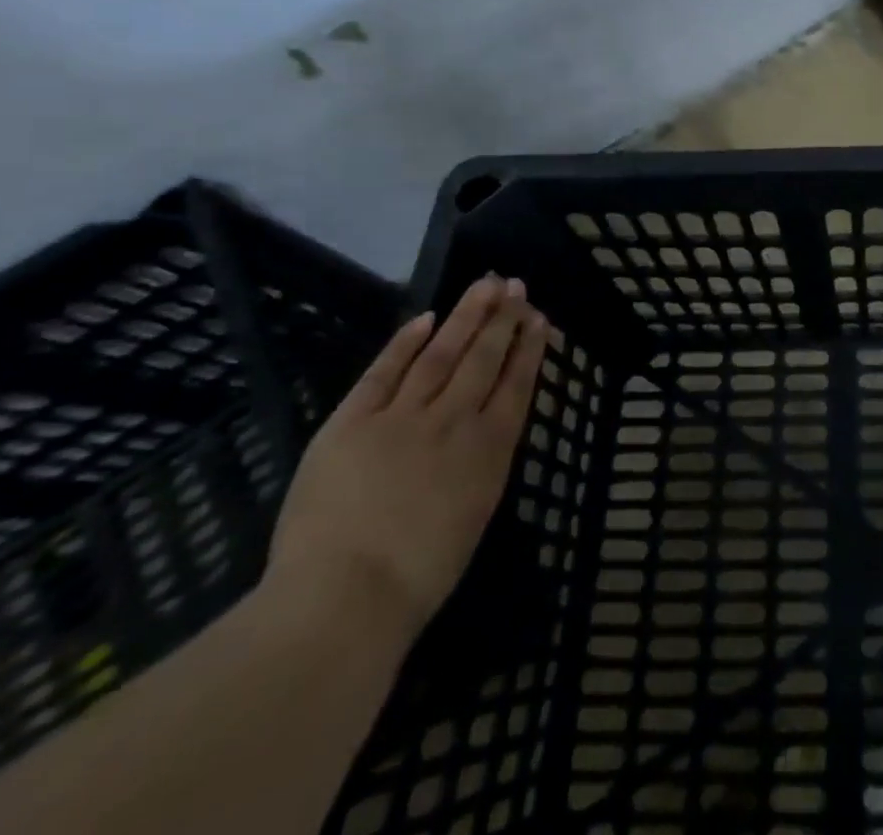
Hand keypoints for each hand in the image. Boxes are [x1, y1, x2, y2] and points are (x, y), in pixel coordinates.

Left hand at [264, 274, 548, 646]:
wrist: (344, 598)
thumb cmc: (419, 575)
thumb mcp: (475, 514)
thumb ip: (484, 463)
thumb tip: (489, 428)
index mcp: (489, 448)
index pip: (516, 383)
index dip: (528, 347)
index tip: (538, 317)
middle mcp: (454, 420)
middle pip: (483, 358)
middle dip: (503, 319)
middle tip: (515, 285)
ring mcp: (402, 416)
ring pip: (442, 353)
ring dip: (466, 316)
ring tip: (484, 284)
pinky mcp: (352, 422)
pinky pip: (383, 372)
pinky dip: (405, 342)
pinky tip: (425, 318)